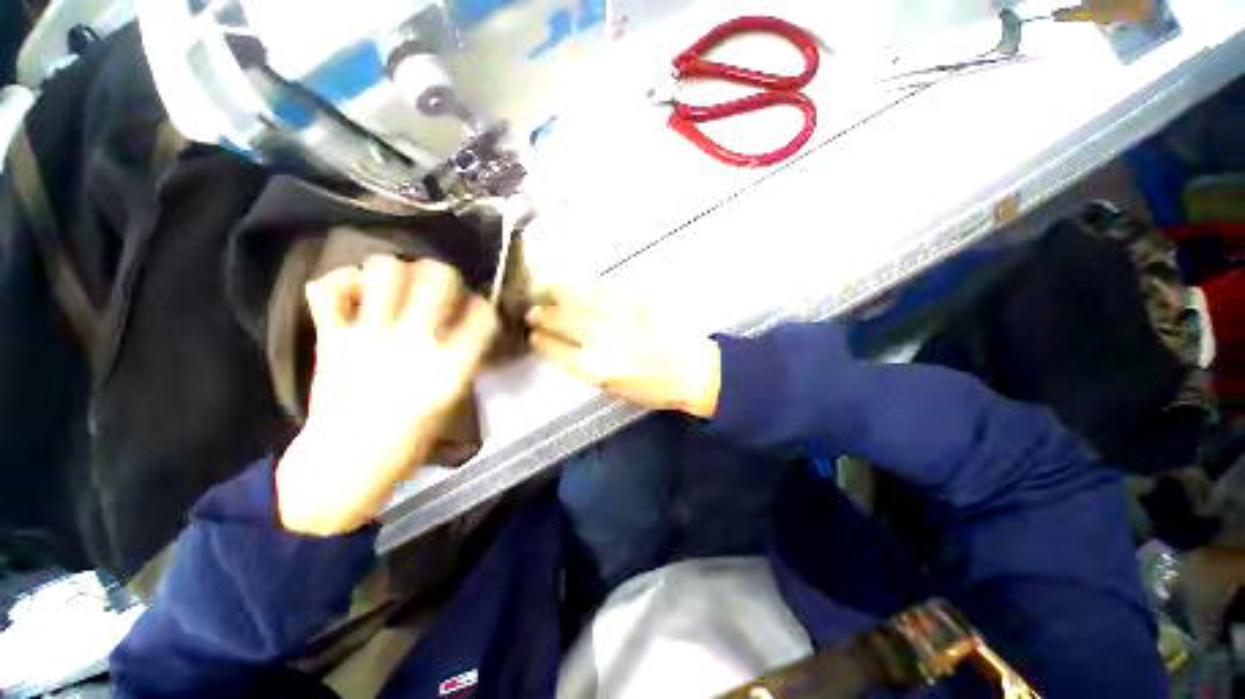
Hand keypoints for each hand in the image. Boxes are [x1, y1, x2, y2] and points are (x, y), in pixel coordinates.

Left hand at [276, 257, 497, 535]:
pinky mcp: (332, 338)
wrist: (346, 463)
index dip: (481, 305)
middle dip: (442, 274)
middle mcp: (416, 343)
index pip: (483, 314)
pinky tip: (351, 294)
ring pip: (384, 270)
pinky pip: (327, 290)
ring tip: (393, 286)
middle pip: (438, 276)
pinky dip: (339, 283)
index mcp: (451, 366)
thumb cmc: (409, 440)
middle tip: (435, 287)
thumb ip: (460, 358)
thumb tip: (460, 327)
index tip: (473, 310)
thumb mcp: (452, 400)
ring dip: (393, 271)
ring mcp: (370, 336)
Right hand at [526, 287, 720, 417]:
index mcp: (598, 368)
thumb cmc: (657, 388)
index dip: (543, 343)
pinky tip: (572, 286)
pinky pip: (602, 290)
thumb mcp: (617, 390)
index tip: (533, 337)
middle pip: (565, 322)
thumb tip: (568, 352)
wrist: (695, 369)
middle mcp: (605, 340)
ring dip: (557, 296)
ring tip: (543, 293)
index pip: (559, 352)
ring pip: (579, 301)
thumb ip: (589, 369)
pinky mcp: (636, 300)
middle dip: (543, 316)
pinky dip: (582, 287)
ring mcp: (620, 316)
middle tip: (532, 312)